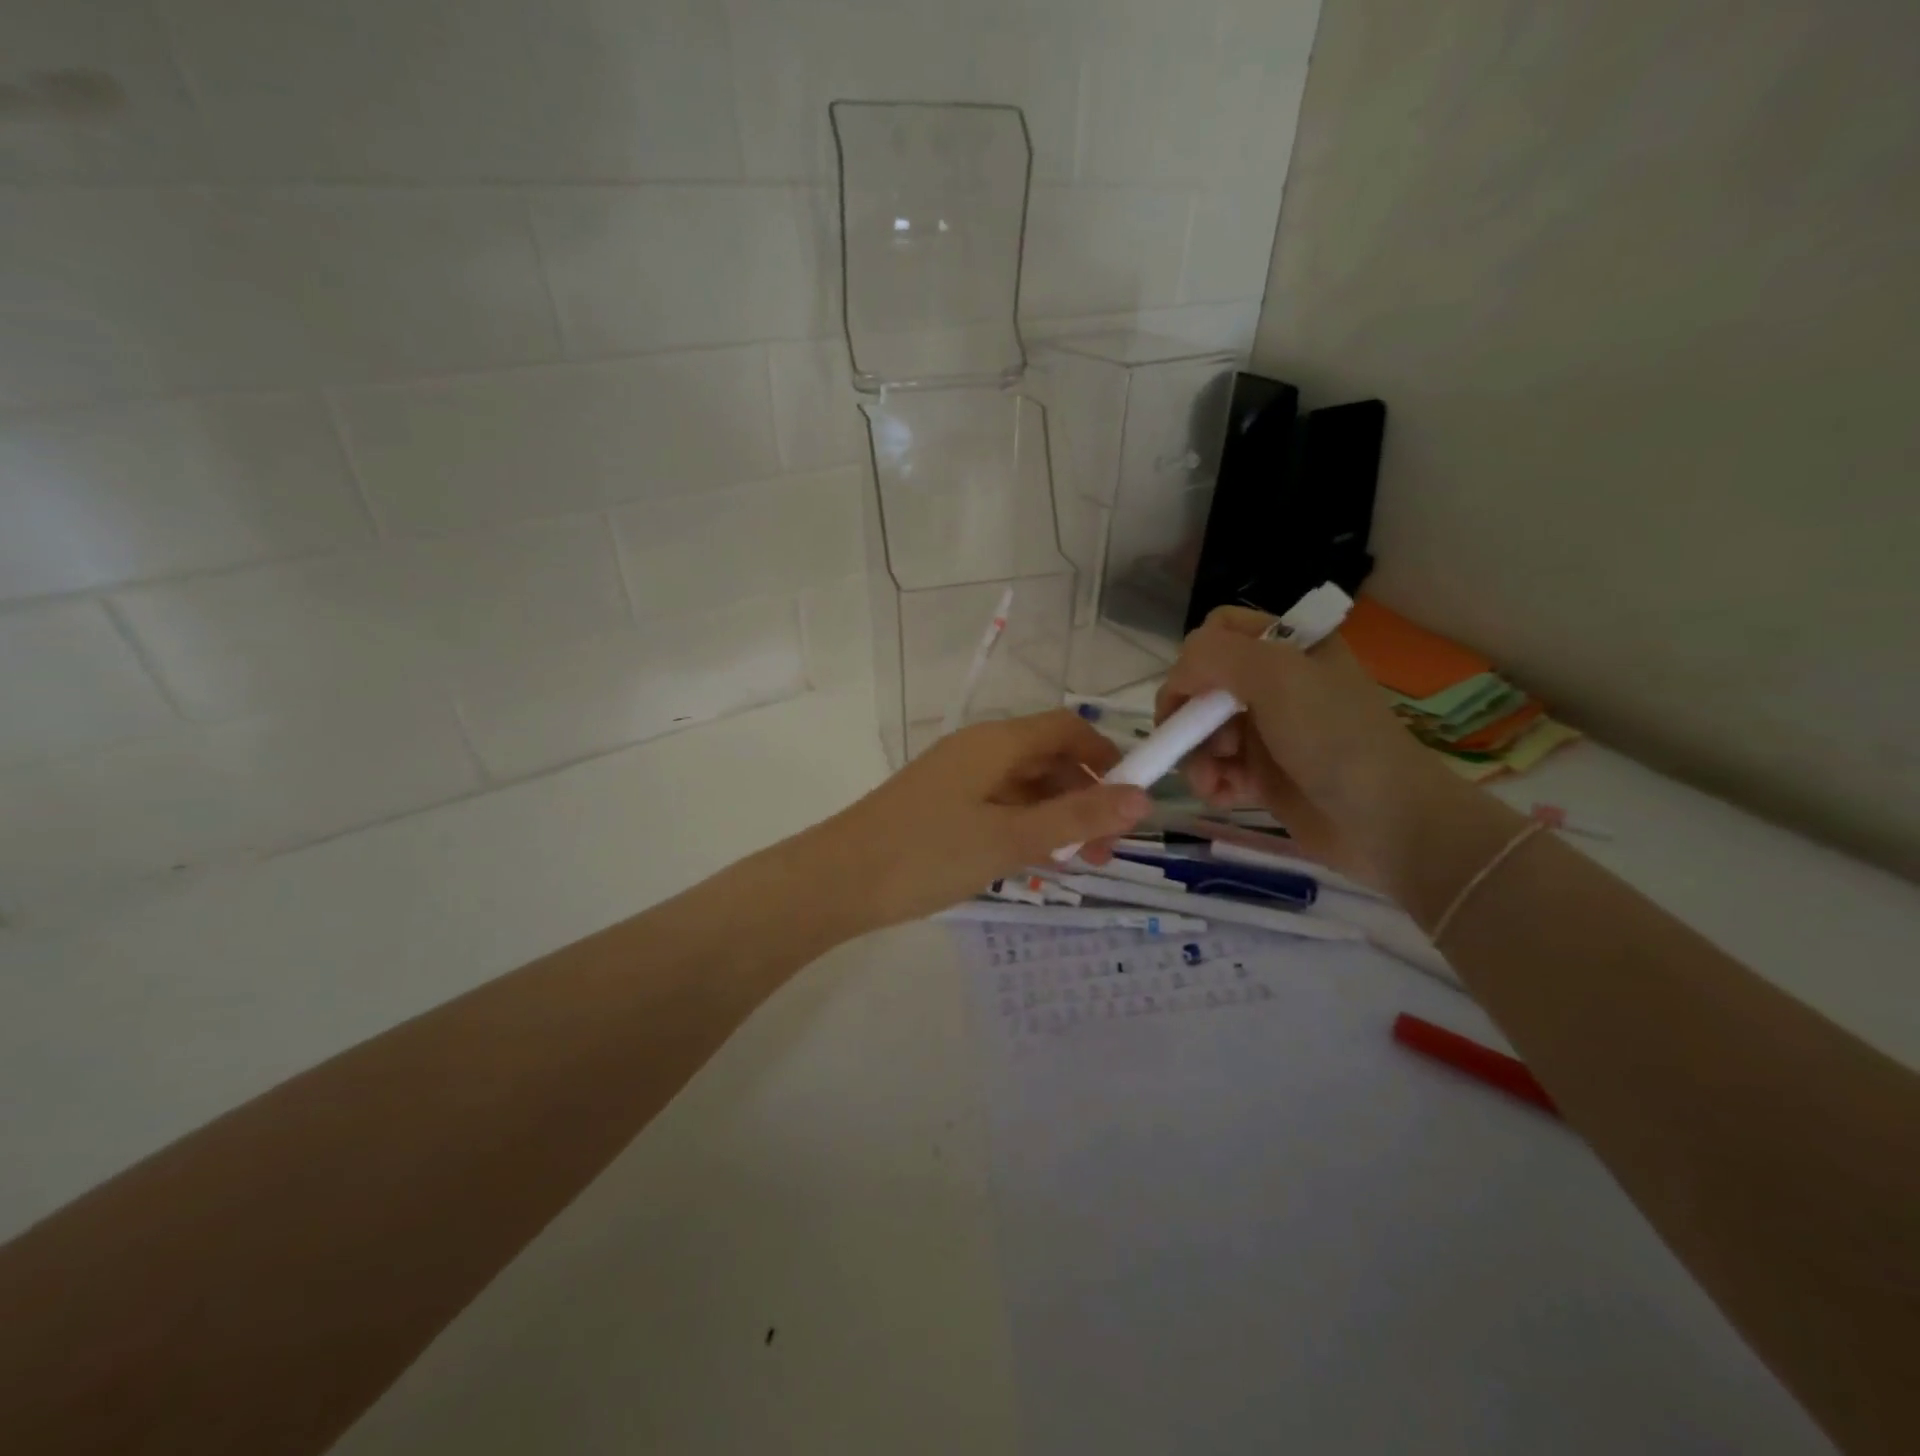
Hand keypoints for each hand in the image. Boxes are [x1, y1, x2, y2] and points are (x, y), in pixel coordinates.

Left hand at [815, 710, 1151, 928]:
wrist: (837, 881)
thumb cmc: (928, 853)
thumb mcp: (1011, 838)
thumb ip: (1076, 818)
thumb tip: (1143, 798)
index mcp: (996, 742)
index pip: (1066, 727)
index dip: (1105, 755)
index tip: (1131, 799)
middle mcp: (979, 750)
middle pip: (1047, 758)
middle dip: (1084, 796)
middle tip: (1106, 850)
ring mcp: (957, 778)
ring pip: (1024, 786)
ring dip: (1056, 816)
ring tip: (1077, 863)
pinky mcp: (941, 806)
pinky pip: (998, 806)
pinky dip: (1024, 827)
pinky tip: (1034, 862)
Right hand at [1156, 606, 1437, 881]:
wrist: (1387, 823)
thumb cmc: (1335, 739)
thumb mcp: (1278, 677)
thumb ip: (1215, 657)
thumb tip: (1176, 681)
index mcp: (1288, 647)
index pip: (1218, 631)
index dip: (1194, 661)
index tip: (1192, 697)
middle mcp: (1276, 683)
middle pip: (1201, 686)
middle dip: (1191, 717)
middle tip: (1206, 744)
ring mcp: (1268, 730)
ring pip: (1201, 731)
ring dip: (1196, 756)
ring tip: (1213, 780)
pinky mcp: (1263, 775)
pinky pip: (1216, 768)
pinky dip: (1212, 782)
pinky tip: (1225, 797)